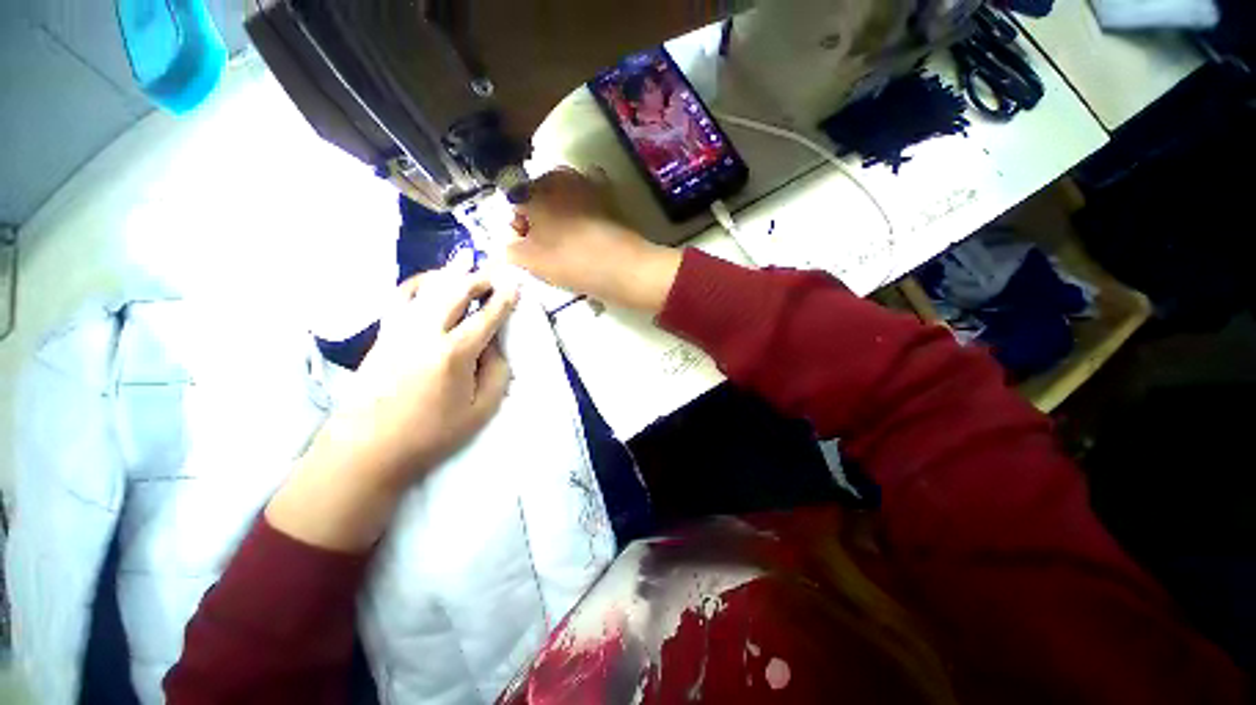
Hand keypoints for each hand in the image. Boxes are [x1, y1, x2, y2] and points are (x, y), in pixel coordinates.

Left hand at [267, 263, 518, 550]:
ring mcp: (399, 329)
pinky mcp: (383, 334)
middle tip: (495, 276)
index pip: (486, 316)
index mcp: (454, 353)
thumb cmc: (432, 433)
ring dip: (451, 275)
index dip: (504, 298)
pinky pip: (401, 297)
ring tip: (467, 269)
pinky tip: (431, 283)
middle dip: (479, 279)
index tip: (515, 284)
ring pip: (427, 287)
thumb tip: (495, 345)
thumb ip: (497, 372)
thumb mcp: (482, 409)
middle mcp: (425, 332)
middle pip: (455, 291)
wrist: (369, 447)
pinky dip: (420, 283)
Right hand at [509, 168, 681, 313]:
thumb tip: (510, 244)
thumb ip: (511, 249)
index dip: (518, 227)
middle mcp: (559, 176)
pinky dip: (584, 206)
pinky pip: (588, 197)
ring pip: (563, 196)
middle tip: (547, 246)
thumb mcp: (530, 261)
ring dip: (561, 213)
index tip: (526, 248)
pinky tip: (588, 226)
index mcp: (534, 189)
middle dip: (539, 218)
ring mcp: (588, 182)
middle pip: (539, 196)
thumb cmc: (571, 261)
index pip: (514, 204)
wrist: (622, 266)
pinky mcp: (609, 194)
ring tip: (568, 240)